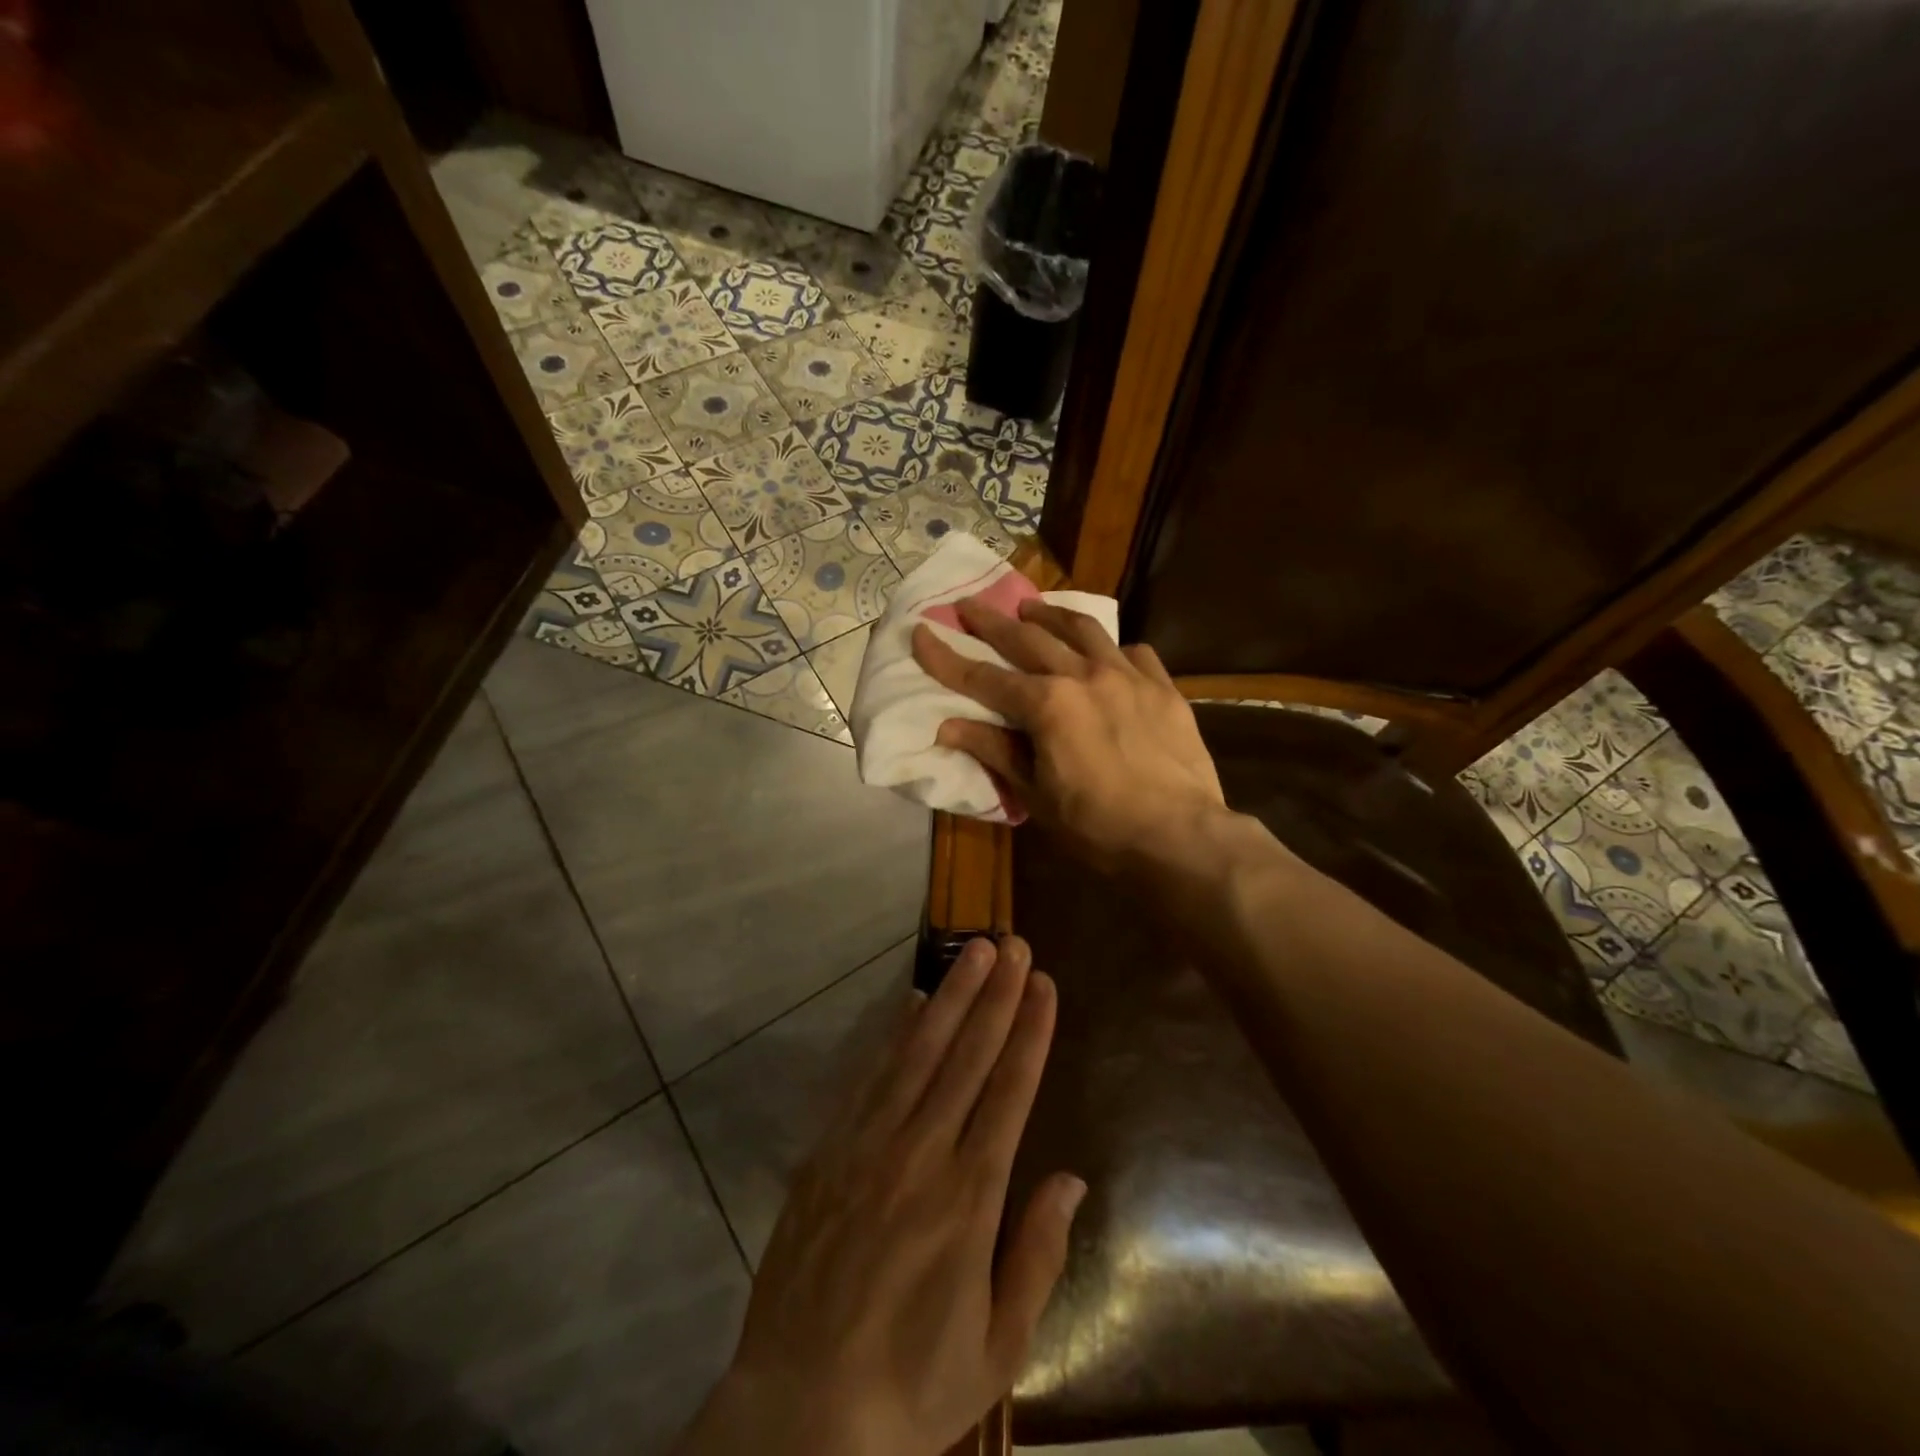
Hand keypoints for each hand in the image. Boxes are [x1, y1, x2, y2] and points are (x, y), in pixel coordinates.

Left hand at [677, 936, 1084, 1455]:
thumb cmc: (912, 1383)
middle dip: (995, 995)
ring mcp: (868, 1146)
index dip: (1029, 1031)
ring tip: (973, 951)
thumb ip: (1038, 1254)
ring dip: (950, 997)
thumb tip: (1071, 1178)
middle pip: (967, 1056)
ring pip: (918, 1053)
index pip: (1009, 1091)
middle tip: (1013, 943)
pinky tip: (912, 1003)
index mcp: (969, 1197)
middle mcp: (921, 1154)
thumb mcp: (998, 1345)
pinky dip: (894, 1035)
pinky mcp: (829, 1152)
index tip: (1043, 983)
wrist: (798, 1414)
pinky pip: (869, 1078)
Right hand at [913, 598, 1226, 870]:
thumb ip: (995, 751)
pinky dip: (1112, 649)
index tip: (921, 632)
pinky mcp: (1163, 688)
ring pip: (1083, 630)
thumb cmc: (1097, 826)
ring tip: (1031, 606)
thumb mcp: (1036, 795)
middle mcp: (1084, 676)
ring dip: (1051, 614)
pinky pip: (1134, 653)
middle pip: (1028, 638)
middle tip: (969, 604)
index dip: (946, 657)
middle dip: (992, 621)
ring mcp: (1128, 676)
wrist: (1180, 837)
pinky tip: (1107, 654)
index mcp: (1047, 705)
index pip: (983, 677)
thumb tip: (947, 726)